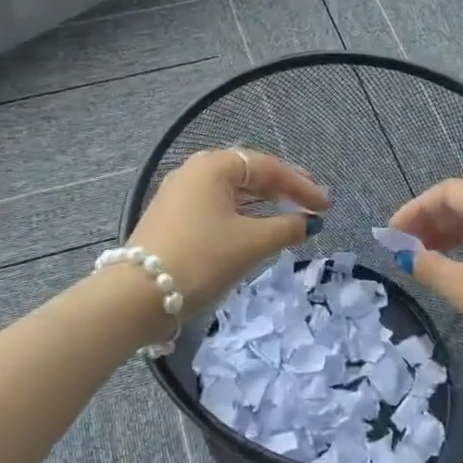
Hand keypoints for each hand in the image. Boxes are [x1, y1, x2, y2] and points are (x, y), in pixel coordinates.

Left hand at [128, 148, 329, 319]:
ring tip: (287, 217)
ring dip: (262, 204)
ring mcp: (178, 194)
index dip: (301, 185)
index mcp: (214, 165)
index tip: (326, 206)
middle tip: (311, 205)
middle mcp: (194, 171)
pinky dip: (240, 216)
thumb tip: (308, 223)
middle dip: (282, 190)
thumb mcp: (251, 244)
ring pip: (230, 192)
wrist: (136, 296)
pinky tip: (253, 230)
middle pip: (248, 174)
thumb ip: (286, 228)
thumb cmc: (202, 259)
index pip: (268, 167)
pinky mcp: (169, 218)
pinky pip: (215, 208)